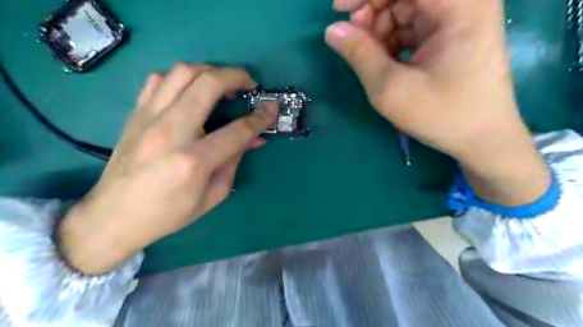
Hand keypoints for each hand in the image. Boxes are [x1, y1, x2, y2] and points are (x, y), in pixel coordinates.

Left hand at [58, 62, 275, 273]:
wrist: (115, 215)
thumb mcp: (213, 195)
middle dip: (236, 77)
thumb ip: (235, 161)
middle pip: (208, 84)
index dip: (260, 117)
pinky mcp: (136, 114)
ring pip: (182, 72)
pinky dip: (182, 78)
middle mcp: (171, 131)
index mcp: (194, 161)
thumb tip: (255, 138)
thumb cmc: (169, 213)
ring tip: (223, 84)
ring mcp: (149, 118)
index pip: (237, 130)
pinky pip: (159, 80)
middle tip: (249, 84)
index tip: (272, 108)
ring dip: (210, 71)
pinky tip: (192, 91)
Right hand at [327, 0, 551, 204]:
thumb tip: (332, 30)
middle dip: (373, 8)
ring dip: (380, 26)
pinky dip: (393, 38)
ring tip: (368, 54)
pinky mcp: (453, 33)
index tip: (338, 9)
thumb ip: (359, 54)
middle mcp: (465, 1)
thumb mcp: (390, 88)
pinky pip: (414, 24)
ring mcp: (460, 17)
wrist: (481, 139)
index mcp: (459, 5)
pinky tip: (384, 59)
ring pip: (407, 6)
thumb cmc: (440, 114)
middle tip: (352, 37)